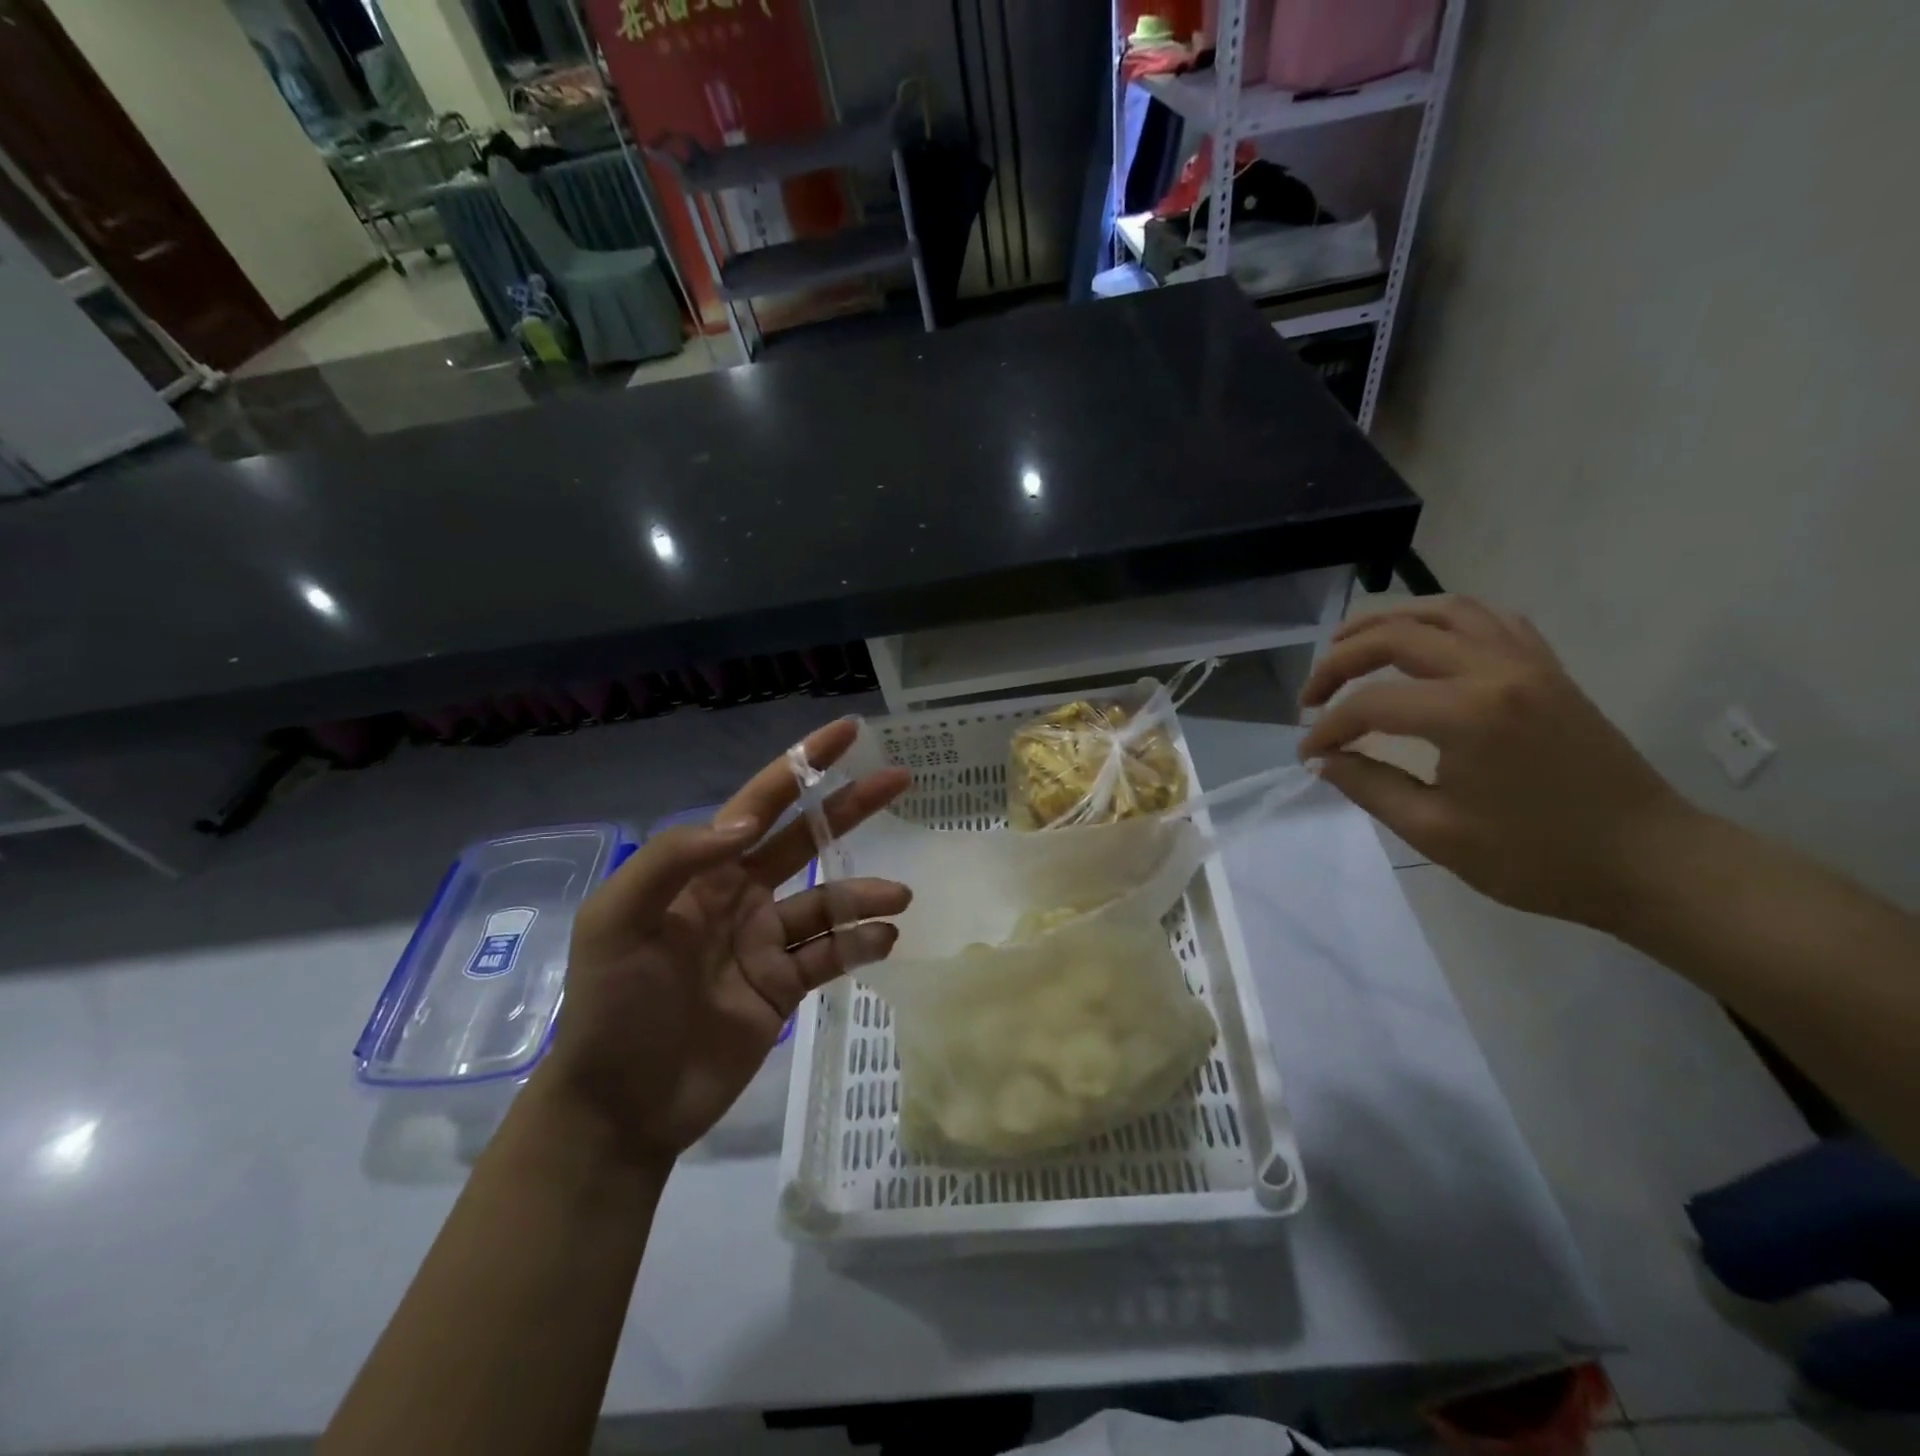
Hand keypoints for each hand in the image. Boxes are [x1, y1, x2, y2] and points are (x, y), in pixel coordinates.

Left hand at [539, 720, 911, 1164]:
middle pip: (806, 839)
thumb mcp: (617, 920)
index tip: (847, 733)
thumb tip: (746, 823)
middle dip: (851, 807)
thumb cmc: (613, 1006)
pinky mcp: (784, 988)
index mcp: (703, 872)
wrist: (621, 1106)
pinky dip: (860, 943)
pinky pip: (831, 956)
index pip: (760, 803)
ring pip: (828, 903)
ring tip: (898, 896)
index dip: (802, 765)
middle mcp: (741, 897)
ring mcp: (765, 943)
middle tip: (901, 780)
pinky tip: (884, 939)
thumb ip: (674, 859)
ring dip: (864, 893)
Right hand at [1299, 597, 1692, 927]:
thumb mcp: (1436, 832)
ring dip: (1386, 623)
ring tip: (1349, 646)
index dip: (1327, 727)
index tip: (1307, 755)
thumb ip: (1369, 787)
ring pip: (1443, 611)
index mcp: (1468, 713)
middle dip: (1338, 661)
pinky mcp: (1549, 669)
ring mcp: (1528, 662)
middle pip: (1396, 636)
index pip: (1371, 704)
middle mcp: (1495, 670)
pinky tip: (1424, 643)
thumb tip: (1323, 760)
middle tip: (1310, 697)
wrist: (1649, 862)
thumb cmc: (1537, 857)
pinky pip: (1489, 620)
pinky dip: (1443, 621)